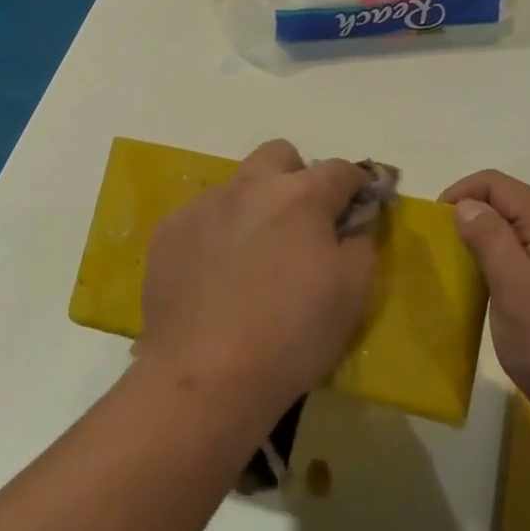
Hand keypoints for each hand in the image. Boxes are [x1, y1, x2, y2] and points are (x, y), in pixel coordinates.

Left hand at [139, 140, 375, 424]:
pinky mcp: (168, 233)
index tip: (358, 208)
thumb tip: (356, 219)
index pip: (340, 169)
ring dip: (252, 208)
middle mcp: (250, 187)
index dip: (356, 185)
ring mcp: (203, 206)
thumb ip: (361, 241)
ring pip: (236, 187)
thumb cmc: (293, 335)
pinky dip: (214, 236)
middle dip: (296, 177)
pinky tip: (213, 278)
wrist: (207, 376)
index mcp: (301, 196)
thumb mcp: (353, 293)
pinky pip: (200, 219)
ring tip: (250, 262)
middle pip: (279, 155)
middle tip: (299, 224)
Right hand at [440, 171, 529, 436]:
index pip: (497, 185)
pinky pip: (509, 258)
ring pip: (503, 231)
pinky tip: (471, 287)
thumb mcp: (519, 292)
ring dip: (473, 241)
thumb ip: (492, 242)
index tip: (435, 229)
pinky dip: (485, 263)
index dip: (461, 195)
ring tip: (449, 269)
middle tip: (438, 251)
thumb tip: (465, 204)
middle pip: (501, 203)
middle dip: (465, 215)